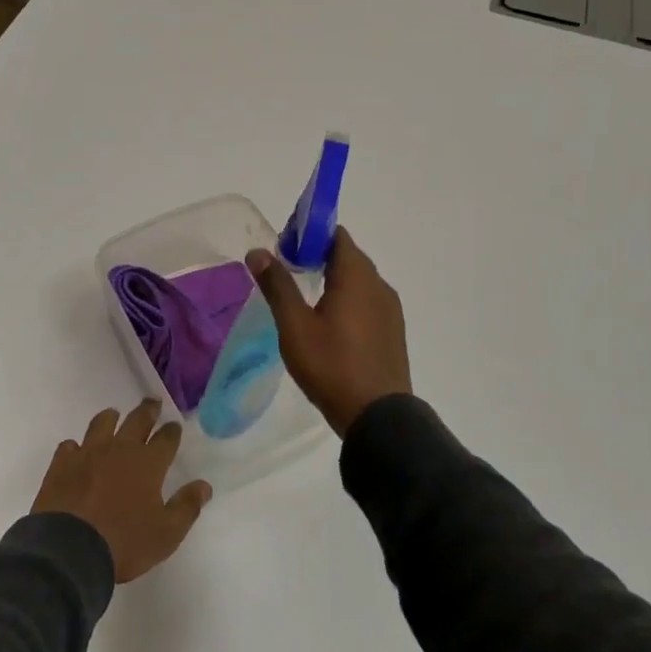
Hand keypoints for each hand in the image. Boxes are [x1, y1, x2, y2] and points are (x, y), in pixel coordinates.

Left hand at [32, 400, 212, 583]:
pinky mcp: (61, 464)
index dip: (172, 431)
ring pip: (101, 424)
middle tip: (152, 402)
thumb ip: (186, 507)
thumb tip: (204, 485)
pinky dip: (76, 446)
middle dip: (147, 410)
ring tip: (114, 415)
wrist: (69, 551)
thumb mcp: (166, 534)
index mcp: (147, 464)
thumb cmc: (124, 543)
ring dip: (111, 418)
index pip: (166, 439)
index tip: (174, 425)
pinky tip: (77, 451)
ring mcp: (87, 453)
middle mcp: (119, 449)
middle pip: (136, 421)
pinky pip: (70, 445)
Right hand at [247, 227, 411, 436]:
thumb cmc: (332, 365)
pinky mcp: (392, 330)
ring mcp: (390, 309)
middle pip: (348, 256)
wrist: (378, 416)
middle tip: (287, 271)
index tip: (285, 247)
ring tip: (304, 297)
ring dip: (334, 278)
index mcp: (357, 276)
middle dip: (318, 256)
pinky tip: (329, 322)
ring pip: (359, 280)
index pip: (336, 235)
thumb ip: (277, 285)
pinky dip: (348, 298)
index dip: (310, 235)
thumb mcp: (295, 326)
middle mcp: (379, 285)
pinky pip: (368, 301)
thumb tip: (257, 252)